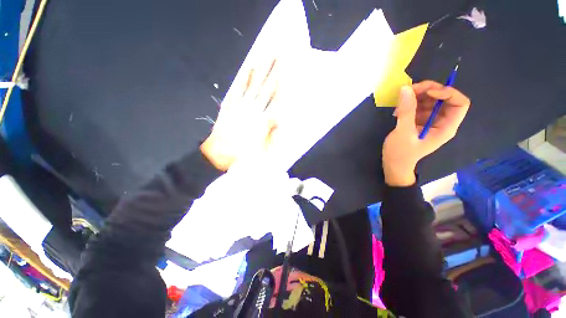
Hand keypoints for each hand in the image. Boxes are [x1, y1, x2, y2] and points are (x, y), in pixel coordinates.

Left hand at [200, 60, 278, 170]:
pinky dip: (244, 78)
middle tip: (281, 54)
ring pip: (253, 84)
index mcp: (262, 122)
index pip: (277, 101)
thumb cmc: (243, 156)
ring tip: (267, 55)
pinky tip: (248, 68)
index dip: (284, 86)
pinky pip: (238, 89)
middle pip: (266, 88)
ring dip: (261, 69)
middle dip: (275, 70)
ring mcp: (240, 106)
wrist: (218, 155)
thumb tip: (282, 120)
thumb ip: (274, 136)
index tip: (290, 72)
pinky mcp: (230, 105)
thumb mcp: (263, 151)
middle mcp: (253, 110)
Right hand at [382, 81, 470, 185]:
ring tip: (400, 102)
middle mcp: (441, 121)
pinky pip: (418, 105)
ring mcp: (429, 120)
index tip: (427, 92)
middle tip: (408, 91)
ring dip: (416, 96)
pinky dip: (409, 103)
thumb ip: (406, 111)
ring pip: (430, 99)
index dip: (447, 93)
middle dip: (428, 90)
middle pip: (443, 97)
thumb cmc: (400, 153)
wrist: (393, 165)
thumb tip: (405, 88)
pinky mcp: (419, 121)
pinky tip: (397, 109)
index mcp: (446, 127)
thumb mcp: (403, 132)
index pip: (459, 103)